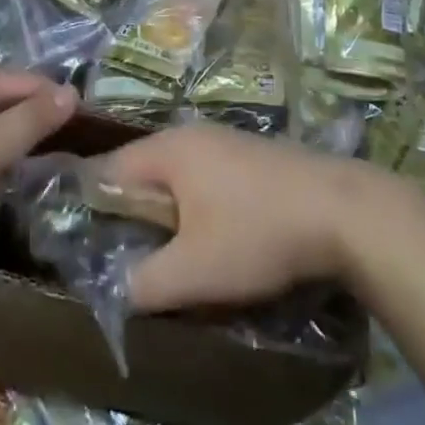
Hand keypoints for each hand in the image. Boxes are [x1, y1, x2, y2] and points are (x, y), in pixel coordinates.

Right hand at [97, 123, 392, 312]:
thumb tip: (115, 290)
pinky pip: (205, 178)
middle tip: (124, 256)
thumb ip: (145, 283)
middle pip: (142, 171)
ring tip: (165, 253)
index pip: (108, 170)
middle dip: (131, 212)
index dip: (90, 205)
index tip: (82, 242)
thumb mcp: (195, 271)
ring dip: (166, 211)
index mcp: (167, 149)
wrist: (341, 210)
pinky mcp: (250, 156)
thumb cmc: (257, 233)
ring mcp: (224, 141)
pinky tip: (211, 236)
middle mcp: (190, 134)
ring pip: (177, 176)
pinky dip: (196, 205)